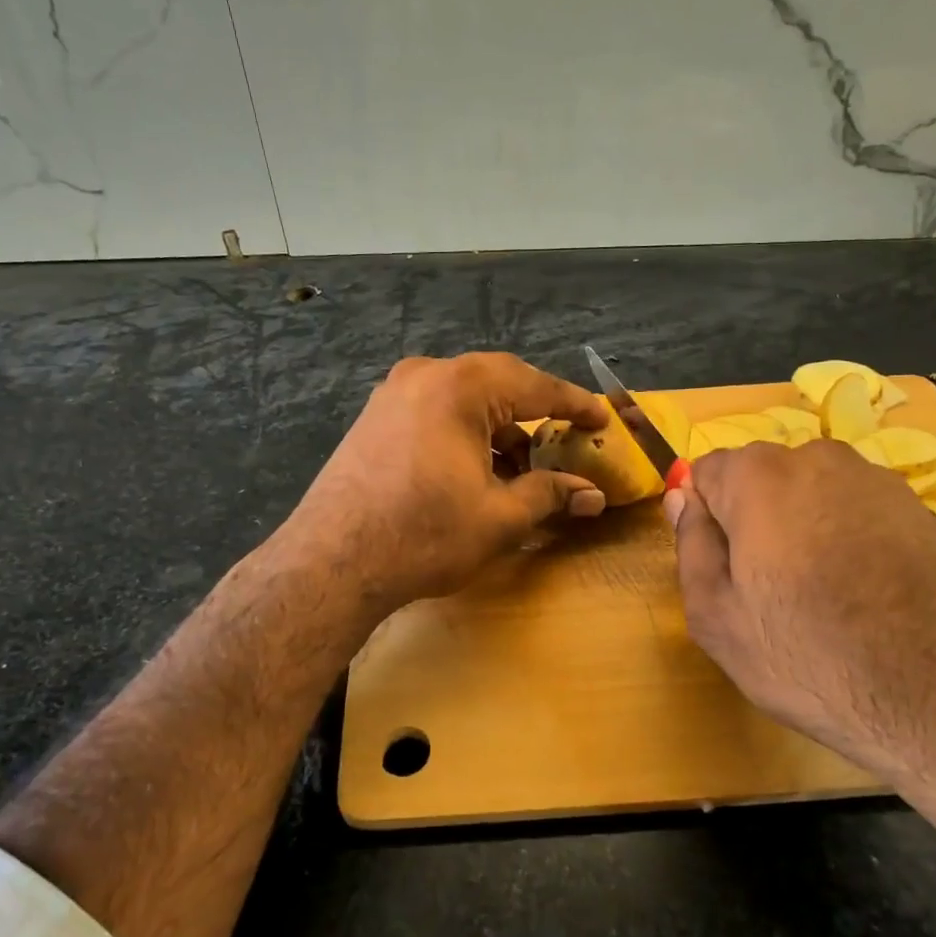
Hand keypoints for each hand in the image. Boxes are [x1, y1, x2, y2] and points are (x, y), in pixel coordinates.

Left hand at [275, 353, 609, 612]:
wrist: (333, 561)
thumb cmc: (424, 534)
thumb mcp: (500, 517)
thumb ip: (550, 495)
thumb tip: (593, 494)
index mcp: (460, 387)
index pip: (534, 386)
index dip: (574, 403)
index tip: (602, 417)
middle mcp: (425, 375)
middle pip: (497, 384)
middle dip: (533, 413)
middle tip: (565, 438)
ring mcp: (393, 394)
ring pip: (463, 399)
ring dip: (497, 428)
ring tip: (520, 470)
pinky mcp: (374, 418)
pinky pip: (435, 411)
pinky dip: (464, 433)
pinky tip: (475, 470)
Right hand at [664, 439, 935, 782]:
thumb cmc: (813, 661)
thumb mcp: (717, 618)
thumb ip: (690, 545)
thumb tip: (682, 498)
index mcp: (759, 477)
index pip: (706, 472)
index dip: (707, 520)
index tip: (723, 568)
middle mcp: (818, 459)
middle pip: (760, 479)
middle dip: (754, 519)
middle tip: (768, 589)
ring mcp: (878, 480)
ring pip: (811, 493)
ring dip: (803, 527)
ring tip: (823, 595)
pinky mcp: (923, 508)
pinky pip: (858, 511)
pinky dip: (850, 538)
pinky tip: (867, 595)